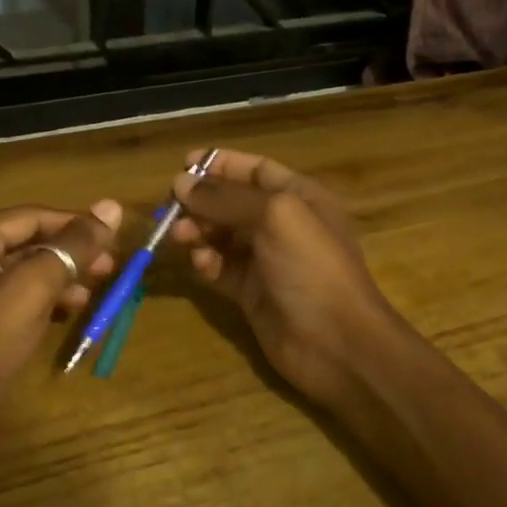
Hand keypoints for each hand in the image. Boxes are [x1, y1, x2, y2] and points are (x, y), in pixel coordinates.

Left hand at [0, 201, 122, 429]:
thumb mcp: (32, 290)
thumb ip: (72, 247)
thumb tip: (111, 206)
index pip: (31, 216)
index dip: (76, 225)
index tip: (113, 240)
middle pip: (23, 243)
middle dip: (67, 256)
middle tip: (108, 270)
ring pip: (15, 272)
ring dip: (55, 280)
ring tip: (89, 297)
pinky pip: (3, 297)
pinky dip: (34, 301)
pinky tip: (60, 316)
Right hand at [170, 150, 406, 412]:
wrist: (336, 343)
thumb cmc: (311, 266)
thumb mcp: (274, 217)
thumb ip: (225, 197)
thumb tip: (179, 181)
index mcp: (299, 197)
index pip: (255, 170)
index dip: (221, 164)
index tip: (182, 164)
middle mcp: (283, 225)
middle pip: (233, 203)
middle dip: (202, 201)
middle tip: (171, 208)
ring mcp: (267, 261)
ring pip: (222, 236)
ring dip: (198, 231)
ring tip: (180, 236)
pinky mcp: (251, 293)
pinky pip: (221, 269)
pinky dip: (207, 263)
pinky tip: (202, 265)